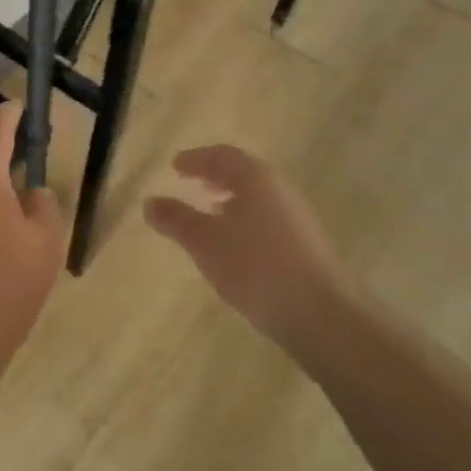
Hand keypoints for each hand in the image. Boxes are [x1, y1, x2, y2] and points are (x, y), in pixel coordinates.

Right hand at [143, 145, 357, 343]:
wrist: (321, 314)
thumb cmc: (256, 267)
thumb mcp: (205, 242)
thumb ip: (176, 219)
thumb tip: (149, 202)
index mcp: (256, 179)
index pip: (222, 155)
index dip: (196, 159)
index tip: (175, 166)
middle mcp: (280, 190)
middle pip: (242, 173)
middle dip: (214, 176)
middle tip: (190, 182)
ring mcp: (296, 218)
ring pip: (256, 198)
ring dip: (230, 199)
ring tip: (208, 212)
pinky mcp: (305, 245)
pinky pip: (266, 219)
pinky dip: (244, 219)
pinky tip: (233, 244)